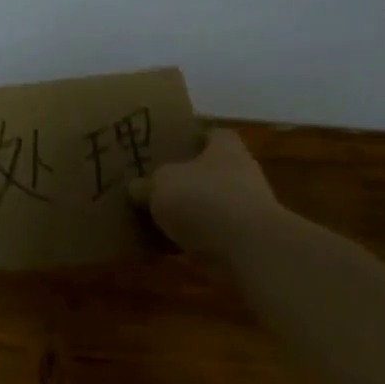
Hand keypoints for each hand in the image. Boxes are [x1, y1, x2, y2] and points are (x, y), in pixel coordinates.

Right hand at [130, 127, 281, 261]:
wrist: (248, 250)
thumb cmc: (204, 199)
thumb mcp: (160, 183)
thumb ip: (146, 184)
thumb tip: (136, 188)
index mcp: (224, 147)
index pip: (207, 133)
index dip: (186, 137)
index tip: (162, 146)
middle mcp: (239, 172)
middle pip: (205, 170)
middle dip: (181, 178)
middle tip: (148, 182)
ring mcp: (244, 208)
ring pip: (205, 204)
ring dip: (185, 211)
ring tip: (151, 215)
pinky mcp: (242, 240)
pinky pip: (207, 235)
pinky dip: (189, 239)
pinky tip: (163, 244)